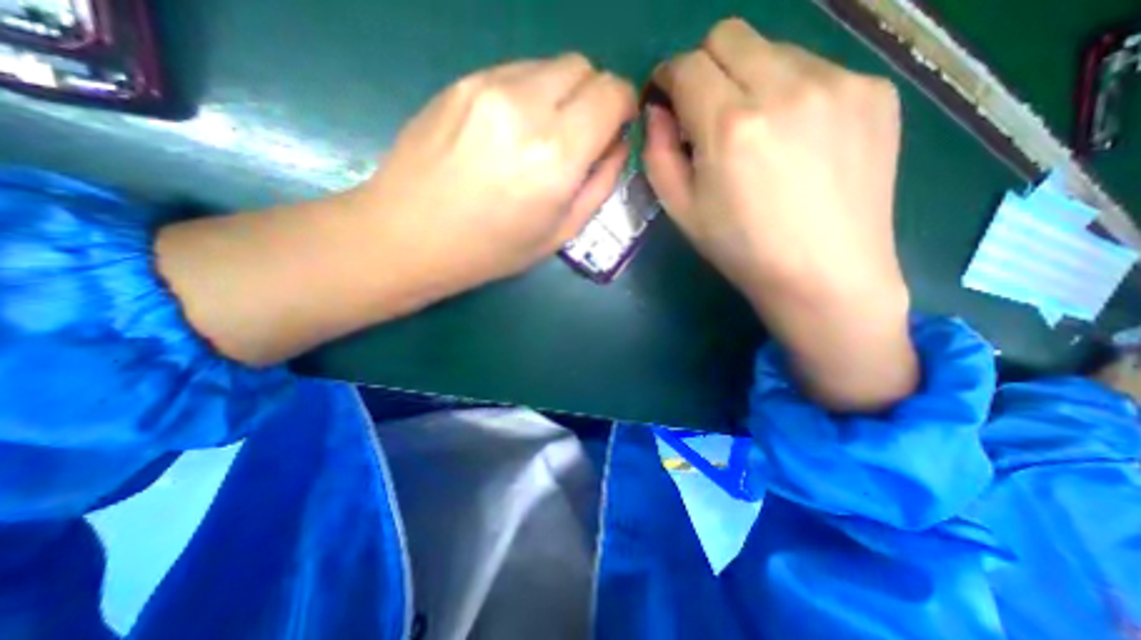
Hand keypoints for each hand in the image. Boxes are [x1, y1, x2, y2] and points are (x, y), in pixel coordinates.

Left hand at [157, 55, 637, 363]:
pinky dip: (534, 96)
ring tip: (547, 143)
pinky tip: (514, 134)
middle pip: (584, 72)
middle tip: (584, 142)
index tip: (616, 134)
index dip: (621, 111)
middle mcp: (525, 108)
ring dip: (563, 98)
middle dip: (595, 100)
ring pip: (552, 65)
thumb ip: (596, 182)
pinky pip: (520, 73)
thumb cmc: (486, 252)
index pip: (612, 96)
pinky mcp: (462, 85)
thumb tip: (615, 145)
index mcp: (554, 154)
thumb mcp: (558, 234)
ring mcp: (489, 89)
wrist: (403, 240)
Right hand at [640, 17, 916, 408]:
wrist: (824, 273)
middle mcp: (785, 87)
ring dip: (749, 79)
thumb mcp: (681, 211)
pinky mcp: (874, 90)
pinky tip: (795, 138)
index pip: (686, 65)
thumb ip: (657, 155)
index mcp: (730, 126)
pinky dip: (790, 91)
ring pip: (773, 48)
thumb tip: (657, 112)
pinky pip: (815, 68)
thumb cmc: (742, 249)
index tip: (666, 99)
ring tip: (756, 131)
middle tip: (705, 112)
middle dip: (704, 67)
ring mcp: (838, 82)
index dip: (667, 78)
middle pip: (728, 35)